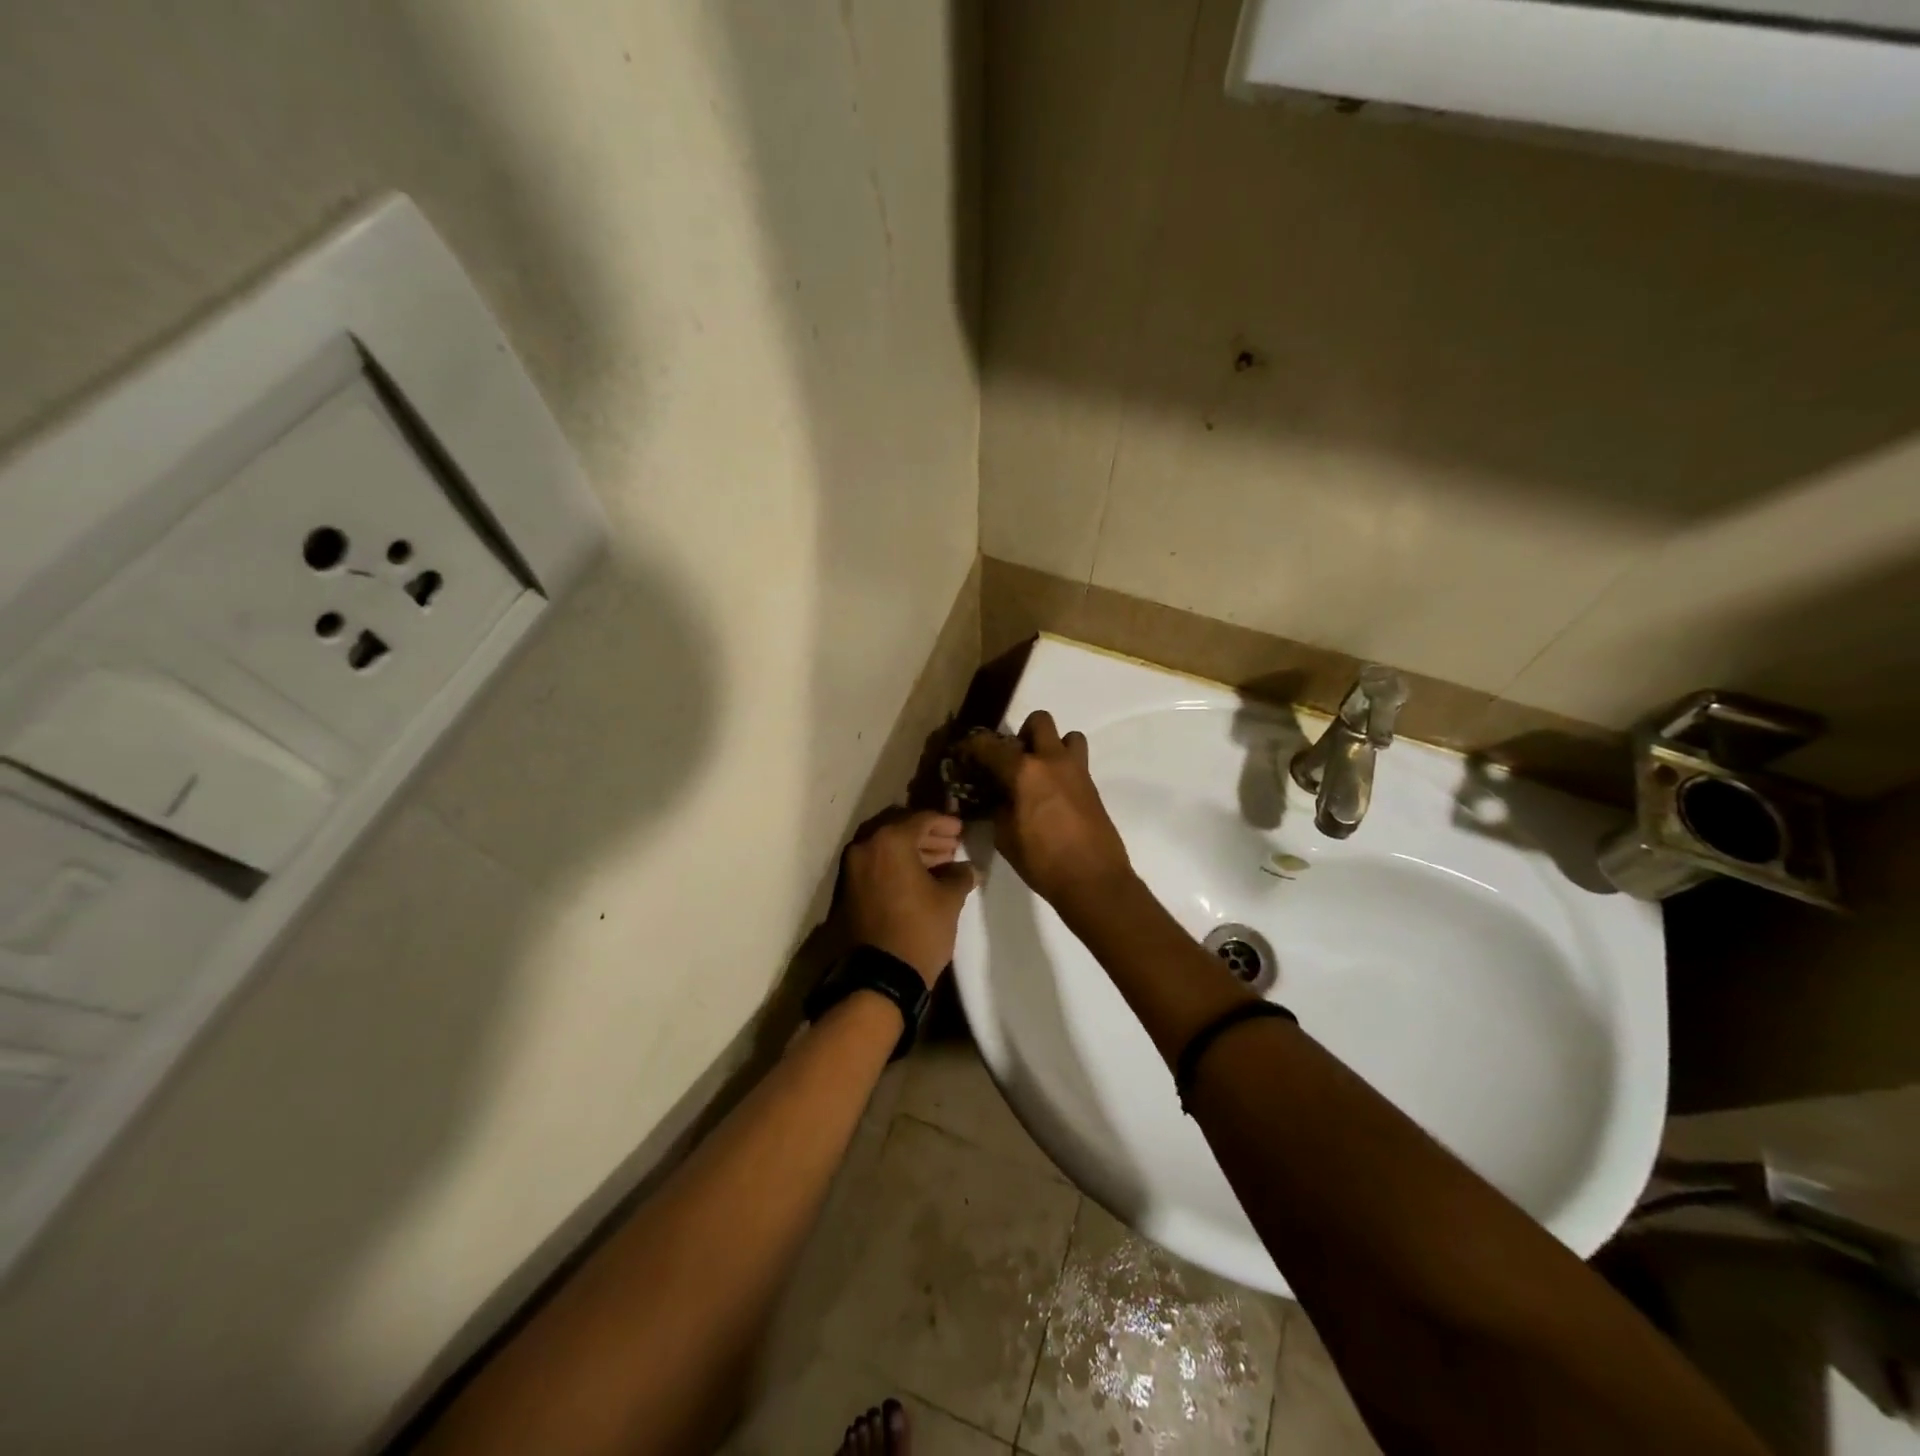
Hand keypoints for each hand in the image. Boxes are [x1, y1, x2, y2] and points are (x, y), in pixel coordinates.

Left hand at [841, 810, 976, 986]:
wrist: (880, 976)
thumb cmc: (919, 930)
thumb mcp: (949, 900)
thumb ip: (960, 875)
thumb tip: (968, 868)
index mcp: (889, 841)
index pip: (921, 819)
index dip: (945, 822)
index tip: (962, 830)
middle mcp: (865, 846)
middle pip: (900, 829)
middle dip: (928, 836)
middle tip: (952, 845)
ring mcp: (852, 868)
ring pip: (886, 848)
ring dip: (913, 851)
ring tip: (941, 863)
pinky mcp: (848, 890)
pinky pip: (876, 866)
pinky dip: (897, 866)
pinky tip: (920, 878)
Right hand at [962, 712, 1132, 907]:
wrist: (1094, 880)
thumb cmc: (1042, 861)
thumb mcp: (1005, 837)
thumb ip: (997, 809)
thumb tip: (997, 798)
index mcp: (1024, 771)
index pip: (990, 745)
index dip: (972, 746)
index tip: (964, 753)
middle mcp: (1052, 760)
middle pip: (1038, 721)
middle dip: (1022, 734)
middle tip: (1012, 761)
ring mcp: (1077, 770)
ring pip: (1067, 735)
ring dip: (1051, 746)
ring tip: (1039, 773)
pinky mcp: (1092, 785)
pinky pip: (1076, 761)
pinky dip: (1062, 768)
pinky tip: (1052, 795)